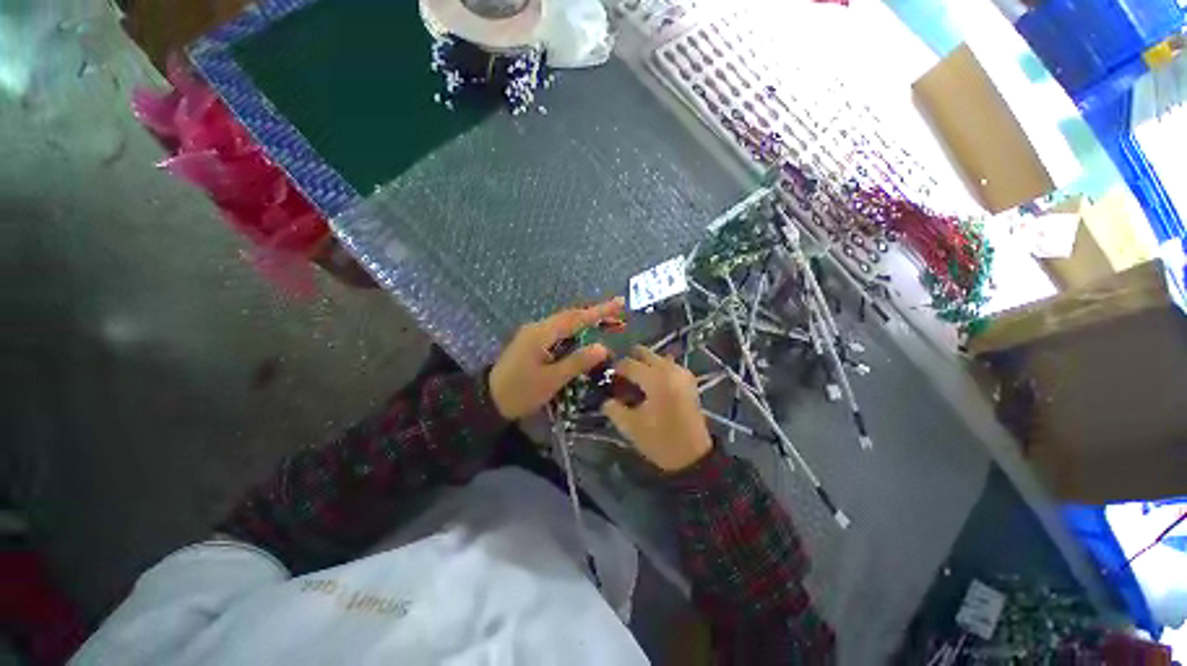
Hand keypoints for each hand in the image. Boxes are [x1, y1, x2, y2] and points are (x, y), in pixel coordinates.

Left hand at [489, 298, 624, 420]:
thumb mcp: (551, 380)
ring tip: (608, 324)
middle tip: (620, 316)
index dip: (600, 310)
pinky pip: (558, 332)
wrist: (487, 401)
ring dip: (586, 322)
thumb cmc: (520, 392)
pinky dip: (575, 332)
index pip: (576, 318)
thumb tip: (603, 347)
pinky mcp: (532, 342)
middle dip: (596, 314)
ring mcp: (533, 334)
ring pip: (565, 323)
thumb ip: (577, 362)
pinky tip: (585, 336)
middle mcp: (538, 328)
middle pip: (571, 316)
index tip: (620, 302)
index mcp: (541, 334)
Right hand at [602, 346, 712, 471]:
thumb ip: (613, 408)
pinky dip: (656, 370)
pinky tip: (651, 387)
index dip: (615, 370)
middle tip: (621, 379)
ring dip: (644, 365)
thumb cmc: (660, 441)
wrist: (693, 457)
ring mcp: (682, 373)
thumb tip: (607, 398)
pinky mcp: (688, 380)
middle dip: (629, 362)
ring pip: (656, 357)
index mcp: (656, 379)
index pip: (628, 363)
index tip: (607, 379)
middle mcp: (670, 369)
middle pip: (644, 352)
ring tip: (636, 384)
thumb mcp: (630, 427)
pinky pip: (668, 365)